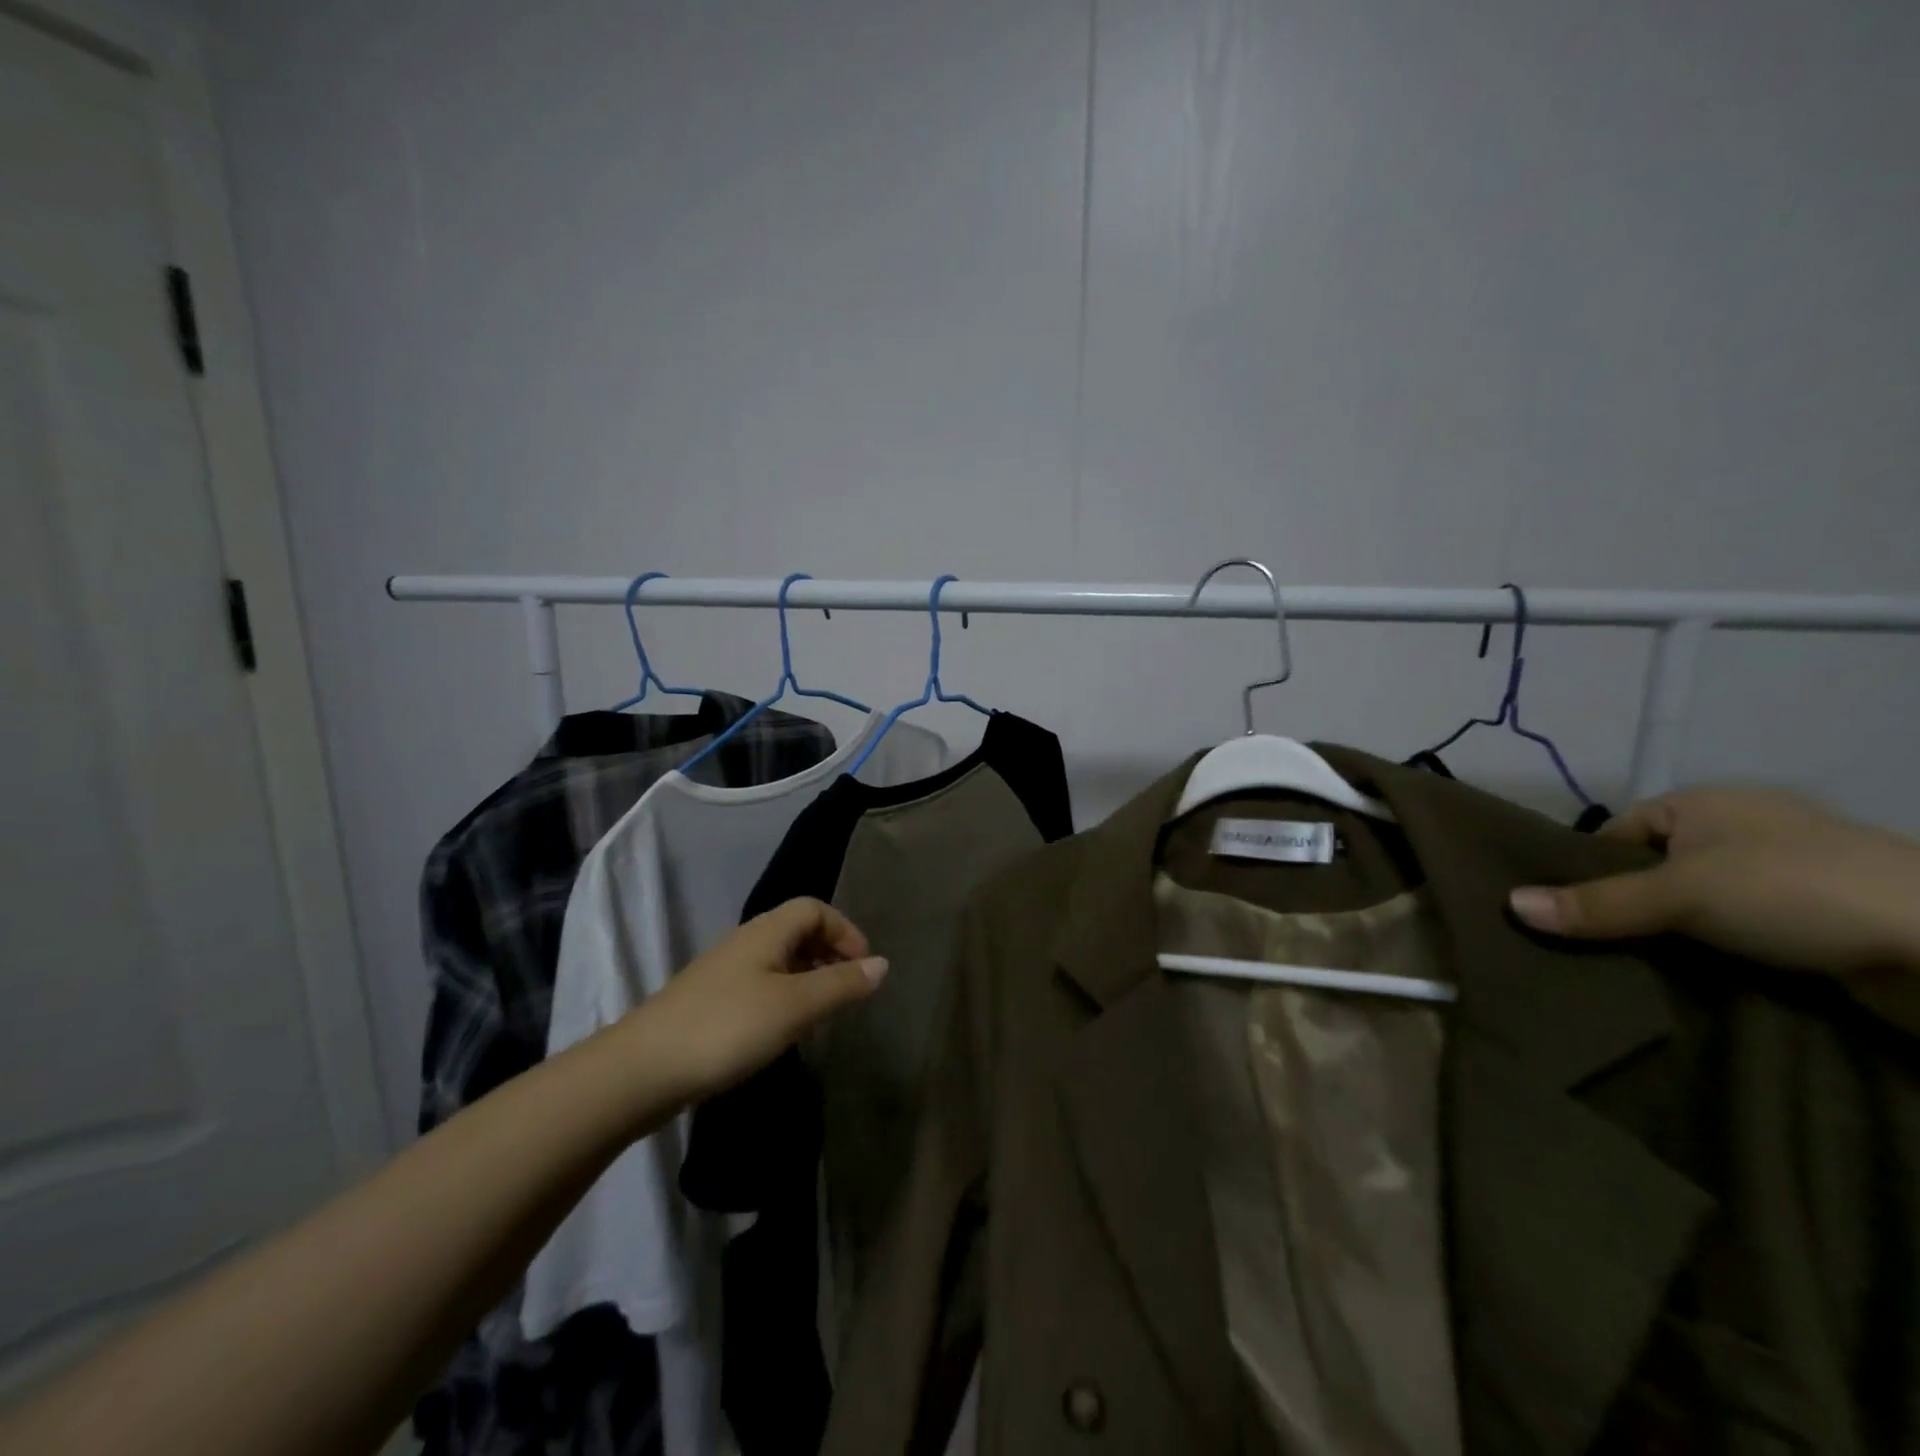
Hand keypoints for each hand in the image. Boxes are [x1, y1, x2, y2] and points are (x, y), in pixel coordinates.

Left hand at [630, 898, 887, 1099]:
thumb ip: (841, 985)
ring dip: (807, 978)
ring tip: (822, 1014)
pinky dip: (783, 998)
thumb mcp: (795, 1006)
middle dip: (829, 953)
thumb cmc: (727, 1028)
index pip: (814, 908)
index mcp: (766, 932)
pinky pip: (760, 985)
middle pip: (796, 931)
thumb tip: (883, 964)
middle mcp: (745, 942)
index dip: (845, 931)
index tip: (864, 968)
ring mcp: (723, 972)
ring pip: (778, 960)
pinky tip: (782, 1032)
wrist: (641, 1070)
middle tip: (847, 990)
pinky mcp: (709, 1003)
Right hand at [1509, 787, 1919, 977]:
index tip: (1560, 909)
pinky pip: (1736, 933)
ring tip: (1622, 967)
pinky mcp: (1815, 923)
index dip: (1586, 868)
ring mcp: (1784, 878)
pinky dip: (1711, 954)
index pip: (1620, 833)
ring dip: (1666, 936)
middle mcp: (1742, 833)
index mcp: (1708, 803)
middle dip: (1621, 907)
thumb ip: (1596, 903)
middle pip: (1653, 871)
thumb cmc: (1794, 891)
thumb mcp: (1680, 894)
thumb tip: (1508, 904)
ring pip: (1694, 907)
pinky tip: (1686, 978)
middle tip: (1580, 943)